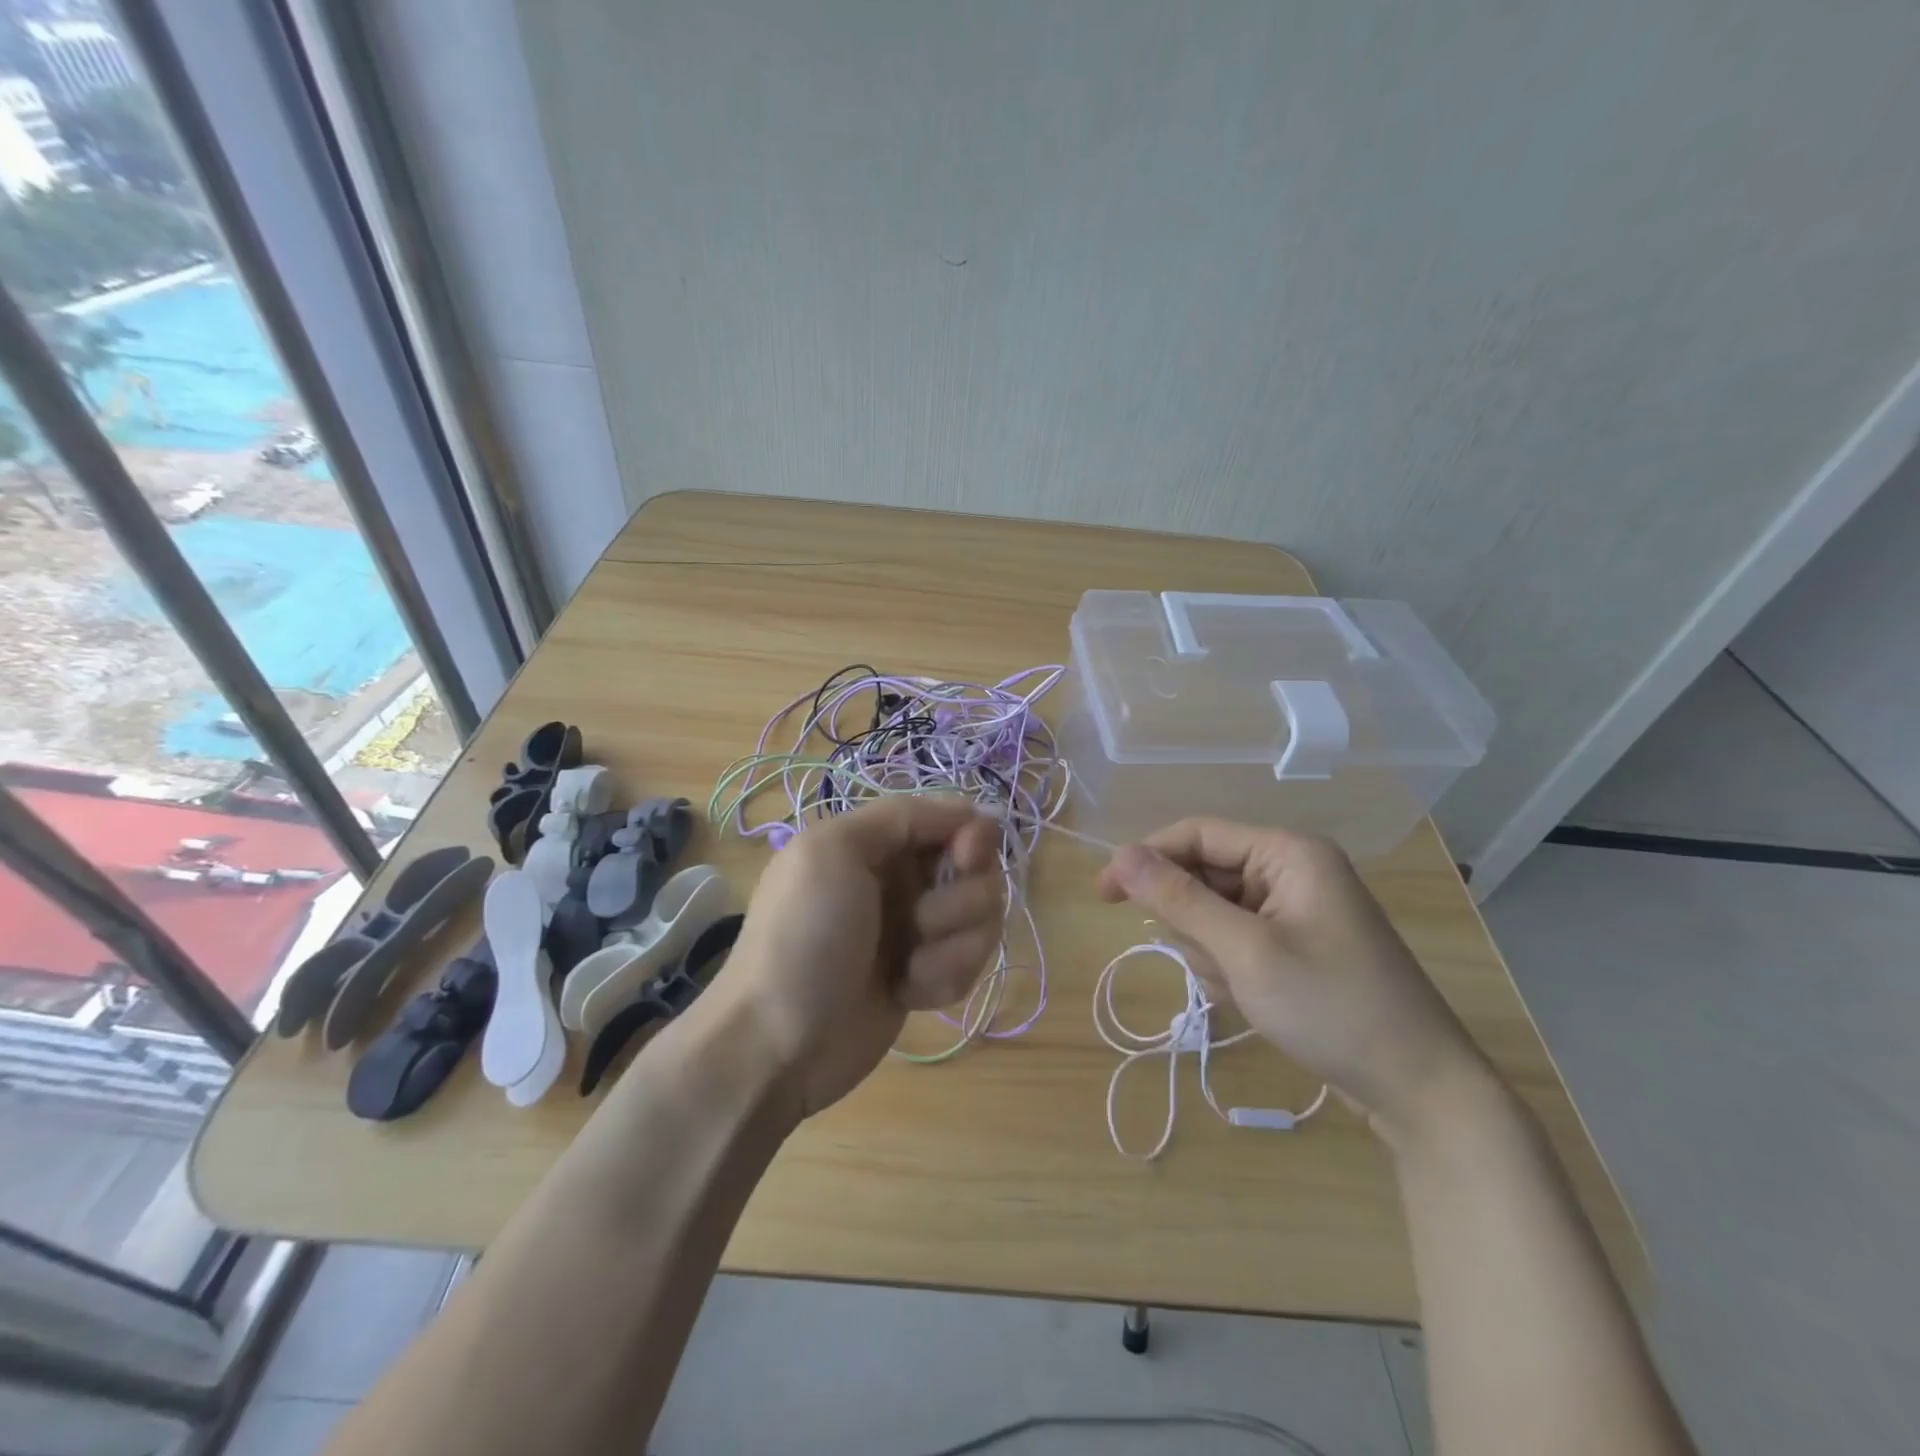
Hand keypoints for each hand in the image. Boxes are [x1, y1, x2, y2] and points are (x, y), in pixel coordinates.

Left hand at [709, 796, 1003, 1118]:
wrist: (777, 1045)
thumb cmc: (802, 938)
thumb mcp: (832, 851)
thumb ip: (900, 816)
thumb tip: (968, 811)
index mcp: (875, 842)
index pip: (950, 819)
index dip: (970, 836)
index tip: (965, 859)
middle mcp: (900, 879)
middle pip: (977, 868)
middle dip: (960, 899)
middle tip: (922, 923)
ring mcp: (915, 930)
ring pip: (981, 917)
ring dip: (954, 946)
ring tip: (910, 969)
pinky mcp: (926, 975)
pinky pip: (969, 961)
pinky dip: (946, 978)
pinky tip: (908, 994)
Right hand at [1096, 817, 1490, 1141]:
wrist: (1419, 1090)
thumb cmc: (1332, 1008)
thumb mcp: (1245, 951)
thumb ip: (1179, 899)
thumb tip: (1120, 854)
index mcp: (1287, 852)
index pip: (1195, 834)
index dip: (1144, 858)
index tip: (1103, 896)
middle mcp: (1291, 869)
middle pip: (1204, 875)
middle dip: (1195, 923)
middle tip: (1215, 967)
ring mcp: (1295, 908)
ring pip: (1214, 912)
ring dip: (1212, 952)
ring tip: (1243, 990)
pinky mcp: (1295, 943)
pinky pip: (1236, 939)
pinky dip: (1230, 968)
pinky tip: (1254, 1000)